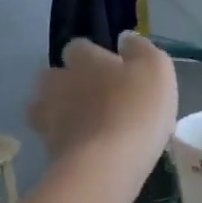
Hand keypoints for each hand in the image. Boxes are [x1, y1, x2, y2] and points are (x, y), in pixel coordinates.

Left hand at [28, 34, 176, 167]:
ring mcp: (47, 118)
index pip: (78, 47)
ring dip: (60, 113)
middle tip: (94, 99)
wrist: (106, 164)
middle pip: (53, 76)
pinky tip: (86, 152)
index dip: (93, 57)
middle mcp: (58, 82)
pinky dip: (65, 142)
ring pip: (45, 108)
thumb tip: (125, 38)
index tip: (112, 70)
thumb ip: (140, 49)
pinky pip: (53, 140)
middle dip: (67, 84)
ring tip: (84, 127)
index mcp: (84, 59)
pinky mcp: (46, 150)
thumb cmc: (136, 109)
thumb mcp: (156, 69)